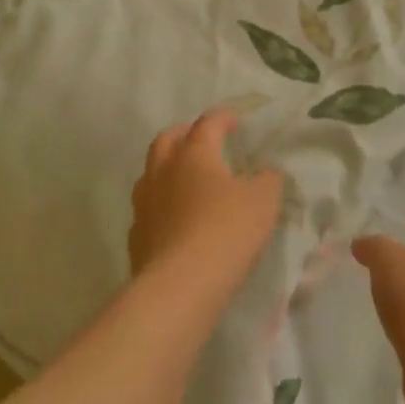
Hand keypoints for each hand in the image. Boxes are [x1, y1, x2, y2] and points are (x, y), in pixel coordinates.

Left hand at [129, 110, 284, 293]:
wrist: (181, 285)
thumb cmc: (226, 231)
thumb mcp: (263, 202)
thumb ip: (268, 181)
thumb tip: (267, 173)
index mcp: (194, 155)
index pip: (207, 125)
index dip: (222, 118)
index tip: (234, 120)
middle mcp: (162, 172)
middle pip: (166, 140)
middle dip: (183, 134)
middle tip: (198, 138)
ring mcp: (144, 204)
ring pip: (150, 173)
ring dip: (166, 168)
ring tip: (183, 178)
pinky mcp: (136, 235)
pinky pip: (147, 209)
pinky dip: (161, 205)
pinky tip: (173, 219)